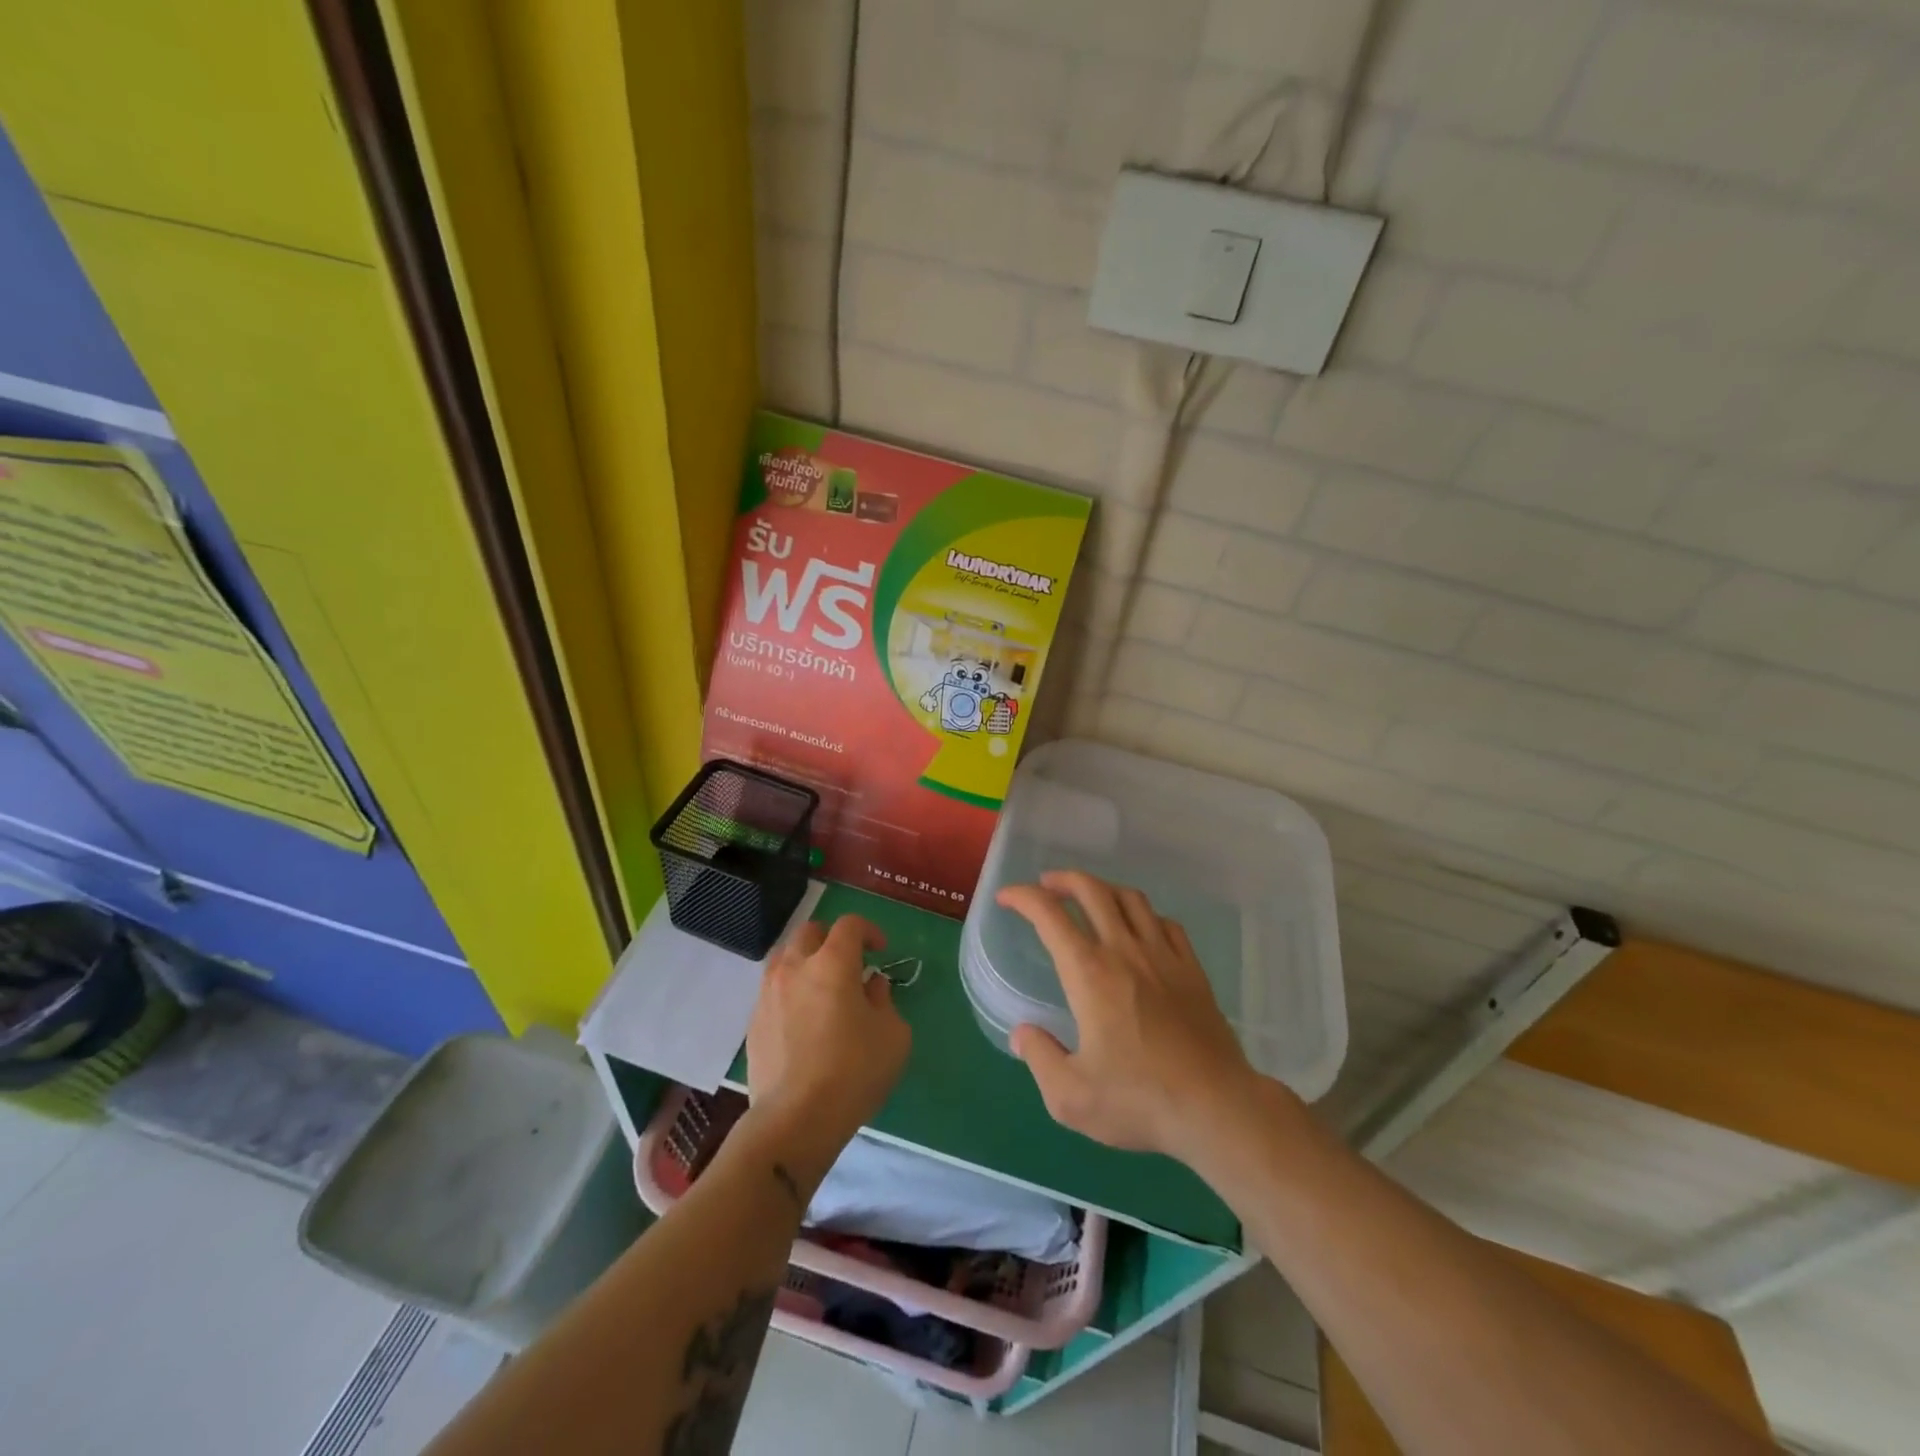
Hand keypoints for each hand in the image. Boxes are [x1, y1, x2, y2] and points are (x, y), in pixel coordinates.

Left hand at [744, 915, 910, 1177]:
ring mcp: (768, 994)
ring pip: (785, 958)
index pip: (849, 925)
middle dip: (832, 940)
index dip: (868, 931)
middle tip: (849, 964)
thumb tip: (871, 986)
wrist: (795, 1119)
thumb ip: (884, 1001)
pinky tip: (803, 1021)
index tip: (881, 951)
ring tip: (822, 989)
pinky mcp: (753, 1022)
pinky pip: (773, 991)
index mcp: (832, 963)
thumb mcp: (892, 1035)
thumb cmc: (853, 1071)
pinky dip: (791, 992)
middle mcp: (795, 968)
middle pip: (810, 932)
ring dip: (806, 963)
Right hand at [997, 871, 1260, 1158]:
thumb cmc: (1140, 1101)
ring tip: (1089, 897)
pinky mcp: (1192, 970)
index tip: (1006, 898)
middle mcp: (1125, 951)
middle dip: (1063, 879)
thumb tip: (1023, 1033)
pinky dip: (1144, 914)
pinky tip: (1139, 928)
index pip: (1049, 915)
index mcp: (1089, 973)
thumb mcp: (1070, 1096)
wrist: (1217, 1108)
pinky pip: (1166, 923)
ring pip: (1131, 899)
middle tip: (1046, 886)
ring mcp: (1164, 956)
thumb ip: (1039, 1058)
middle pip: (1092, 890)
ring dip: (1103, 888)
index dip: (1023, 897)